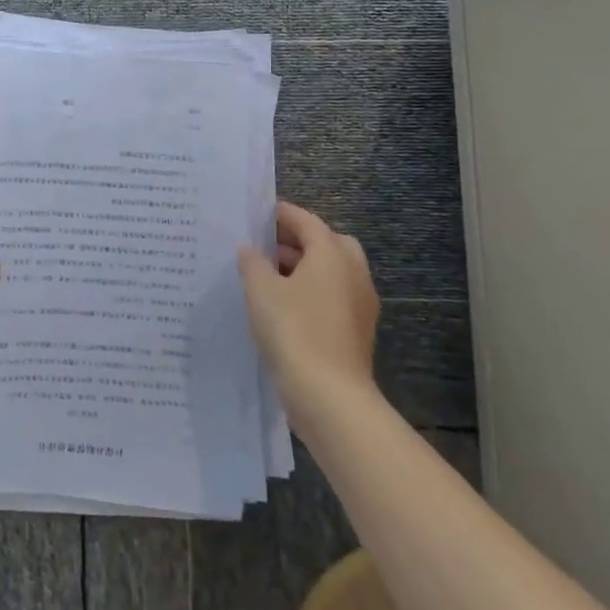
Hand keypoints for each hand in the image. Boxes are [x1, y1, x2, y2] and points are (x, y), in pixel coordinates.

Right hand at [238, 201, 380, 403]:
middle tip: (267, 245)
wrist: (329, 395)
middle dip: (299, 240)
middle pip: (328, 243)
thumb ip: (252, 263)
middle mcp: (353, 273)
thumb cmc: (293, 330)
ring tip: (268, 275)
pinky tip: (282, 306)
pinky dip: (312, 292)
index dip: (281, 214)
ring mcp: (360, 304)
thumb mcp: (260, 290)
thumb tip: (249, 249)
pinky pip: (333, 297)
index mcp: (332, 254)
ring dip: (305, 268)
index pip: (307, 221)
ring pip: (333, 272)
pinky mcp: (356, 331)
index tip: (257, 214)